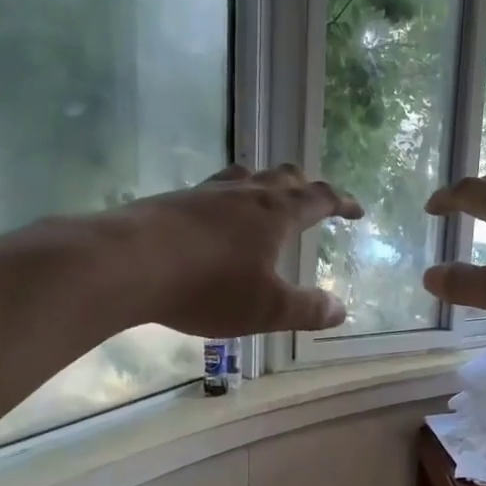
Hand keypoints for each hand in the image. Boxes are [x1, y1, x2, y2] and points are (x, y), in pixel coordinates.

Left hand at [118, 164, 362, 336]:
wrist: (128, 264)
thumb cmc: (208, 287)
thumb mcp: (267, 308)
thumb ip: (307, 309)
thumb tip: (341, 309)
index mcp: (276, 213)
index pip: (320, 198)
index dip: (342, 202)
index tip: (357, 210)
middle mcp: (245, 193)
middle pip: (283, 176)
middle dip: (305, 186)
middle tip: (313, 199)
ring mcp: (206, 193)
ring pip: (245, 176)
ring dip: (263, 184)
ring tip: (265, 197)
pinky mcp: (173, 201)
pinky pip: (211, 190)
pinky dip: (226, 198)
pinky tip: (213, 218)